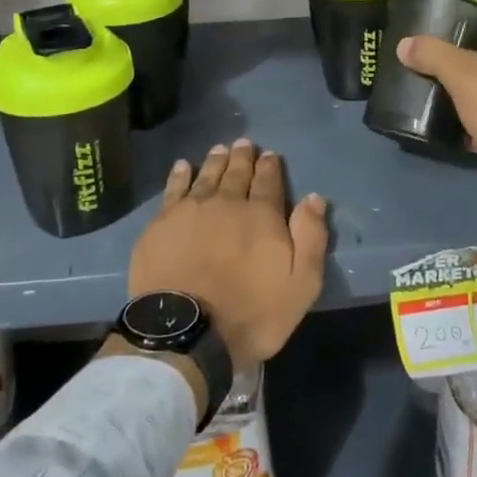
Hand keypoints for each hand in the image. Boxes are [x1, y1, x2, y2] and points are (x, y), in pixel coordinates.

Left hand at [125, 139, 329, 372]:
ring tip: (220, 149)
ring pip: (207, 176)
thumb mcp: (301, 284)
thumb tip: (314, 198)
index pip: (269, 182)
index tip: (270, 155)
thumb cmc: (251, 313)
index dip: (270, 167)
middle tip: (244, 143)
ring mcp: (191, 210)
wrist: (186, 332)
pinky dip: (180, 175)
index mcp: (262, 215)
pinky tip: (183, 166)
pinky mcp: (162, 223)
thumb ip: (310, 238)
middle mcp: (227, 203)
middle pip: (237, 173)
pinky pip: (174, 189)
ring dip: (215, 161)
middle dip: (243, 157)